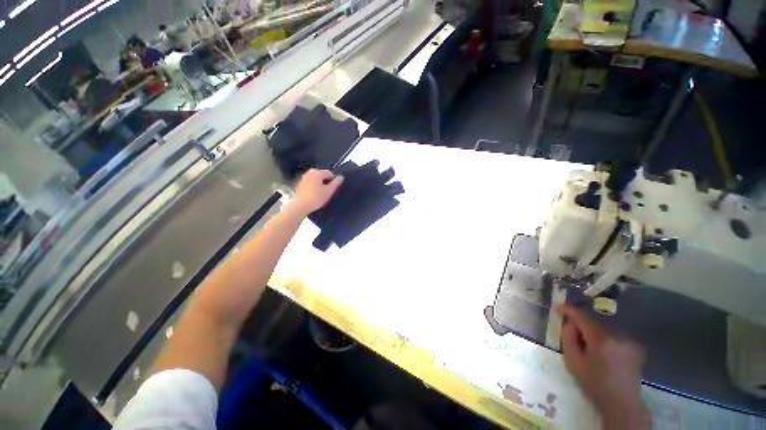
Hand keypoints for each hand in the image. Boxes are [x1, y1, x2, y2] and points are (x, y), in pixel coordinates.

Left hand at [291, 169, 343, 216]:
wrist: (301, 206)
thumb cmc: (316, 198)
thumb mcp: (329, 191)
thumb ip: (336, 183)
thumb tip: (341, 177)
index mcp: (317, 173)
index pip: (329, 173)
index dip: (333, 180)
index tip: (332, 188)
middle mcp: (310, 173)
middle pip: (322, 174)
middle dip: (325, 181)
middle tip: (327, 190)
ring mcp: (304, 178)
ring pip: (315, 178)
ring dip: (319, 183)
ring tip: (320, 192)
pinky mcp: (300, 183)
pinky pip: (310, 182)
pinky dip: (313, 185)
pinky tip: (314, 193)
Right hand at [556, 303, 649, 429]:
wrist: (622, 403)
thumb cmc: (594, 383)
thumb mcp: (573, 361)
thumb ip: (568, 338)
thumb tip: (569, 323)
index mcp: (602, 339)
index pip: (582, 316)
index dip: (568, 309)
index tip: (557, 307)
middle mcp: (618, 335)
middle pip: (594, 321)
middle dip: (581, 324)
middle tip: (572, 333)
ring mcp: (629, 340)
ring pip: (604, 328)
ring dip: (593, 331)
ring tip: (587, 345)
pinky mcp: (635, 346)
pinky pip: (614, 335)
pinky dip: (604, 338)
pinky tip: (601, 351)